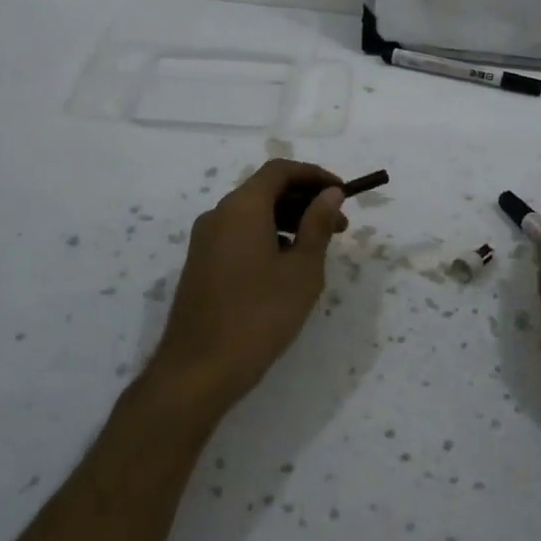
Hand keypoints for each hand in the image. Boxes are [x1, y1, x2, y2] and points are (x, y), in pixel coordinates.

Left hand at [151, 159, 349, 411]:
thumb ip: (318, 225)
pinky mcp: (201, 264)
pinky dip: (267, 237)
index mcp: (242, 207)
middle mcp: (218, 214)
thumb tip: (330, 193)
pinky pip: (239, 235)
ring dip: (288, 221)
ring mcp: (205, 240)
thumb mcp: (302, 270)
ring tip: (318, 250)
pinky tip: (286, 268)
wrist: (198, 370)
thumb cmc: (259, 316)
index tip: (342, 194)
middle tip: (340, 226)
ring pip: (252, 214)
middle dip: (305, 201)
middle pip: (266, 190)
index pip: (280, 171)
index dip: (315, 175)